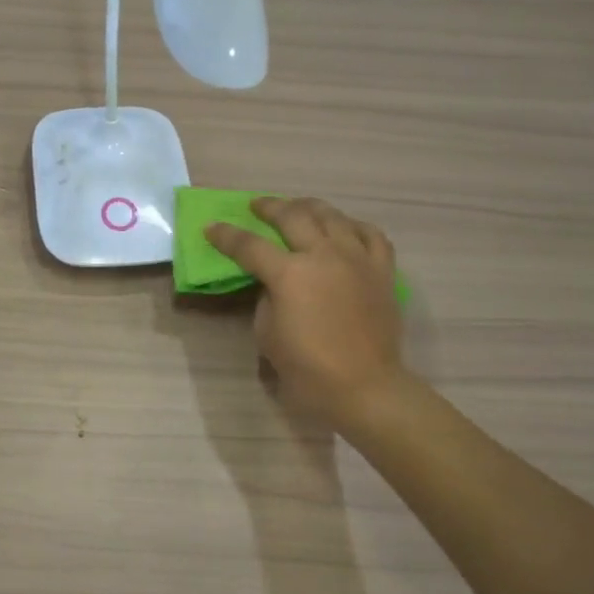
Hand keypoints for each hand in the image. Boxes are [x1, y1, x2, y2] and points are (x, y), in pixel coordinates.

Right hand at [206, 198, 406, 428]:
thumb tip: (273, 282)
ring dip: (309, 207)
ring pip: (332, 216)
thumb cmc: (308, 369)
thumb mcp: (267, 334)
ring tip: (297, 207)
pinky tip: (343, 227)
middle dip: (269, 208)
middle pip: (292, 216)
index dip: (226, 235)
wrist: (365, 387)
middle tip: (256, 206)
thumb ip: (266, 298)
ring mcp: (357, 259)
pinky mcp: (382, 270)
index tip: (212, 227)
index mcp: (290, 274)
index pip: (249, 245)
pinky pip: (370, 234)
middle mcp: (324, 255)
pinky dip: (352, 225)